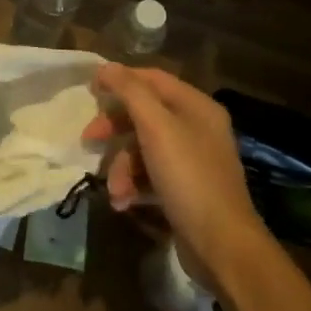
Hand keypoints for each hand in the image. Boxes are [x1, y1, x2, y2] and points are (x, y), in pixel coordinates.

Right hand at [82, 65, 273, 292]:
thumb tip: (106, 66)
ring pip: (143, 149)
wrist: (221, 244)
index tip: (89, 91)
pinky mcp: (185, 189)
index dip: (120, 80)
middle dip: (115, 129)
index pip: (153, 79)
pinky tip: (124, 203)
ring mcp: (192, 160)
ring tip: (115, 191)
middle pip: (145, 115)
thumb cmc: (188, 178)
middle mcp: (197, 128)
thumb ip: (131, 93)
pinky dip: (134, 186)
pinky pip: (150, 175)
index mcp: (196, 107)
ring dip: (122, 168)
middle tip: (88, 139)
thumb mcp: (157, 128)